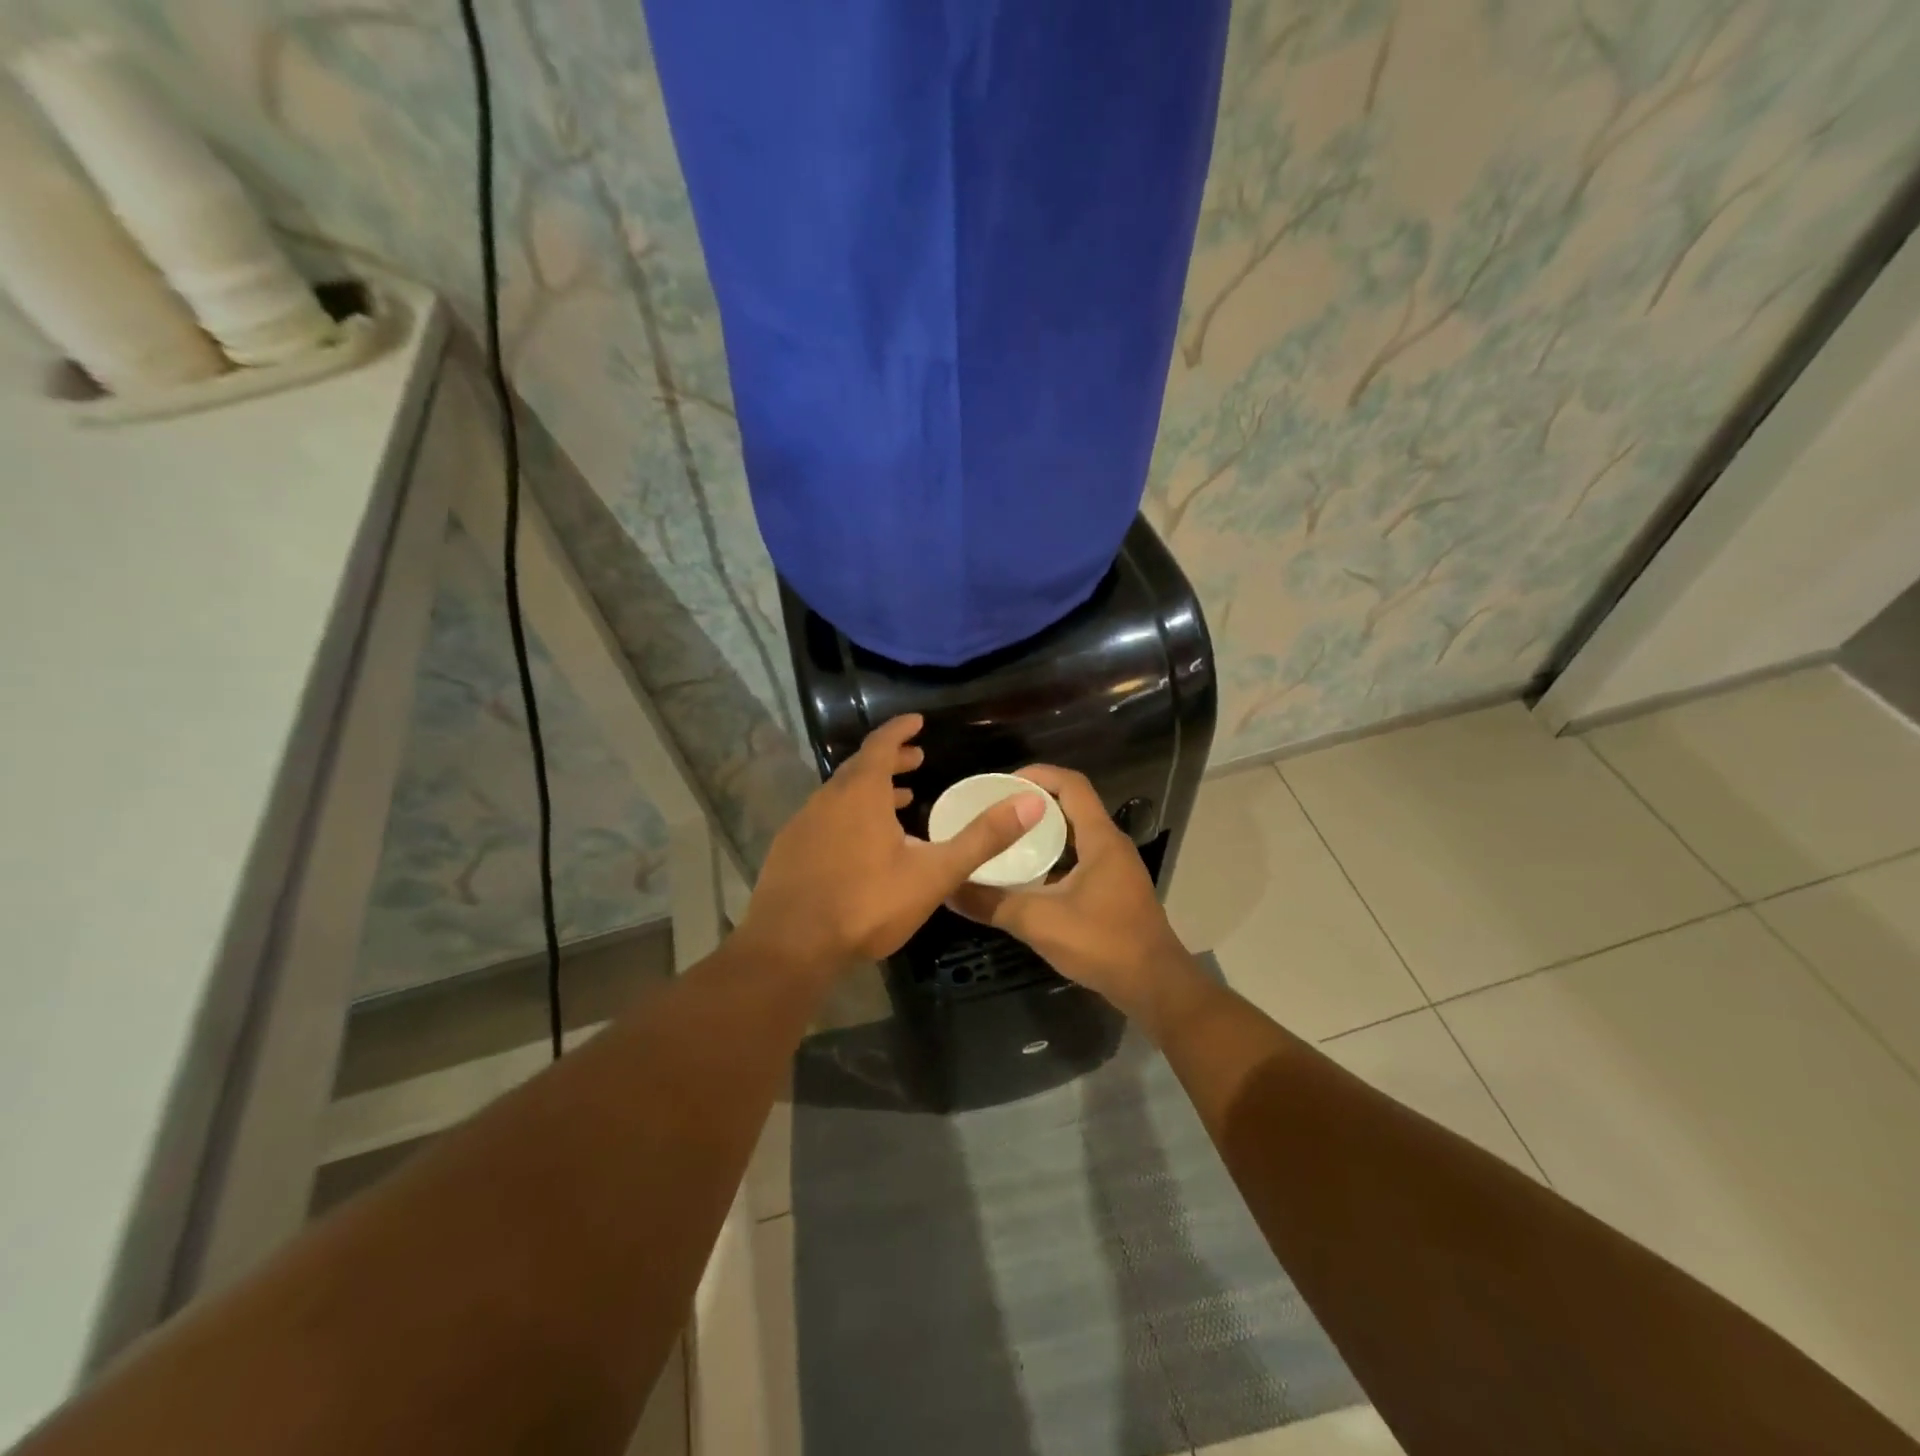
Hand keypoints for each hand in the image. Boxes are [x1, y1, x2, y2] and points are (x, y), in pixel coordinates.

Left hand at [736, 715, 1044, 976]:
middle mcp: (828, 798)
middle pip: (860, 767)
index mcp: (861, 793)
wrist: (790, 947)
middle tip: (915, 761)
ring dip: (869, 790)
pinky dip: (848, 815)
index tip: (916, 721)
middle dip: (889, 760)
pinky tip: (859, 844)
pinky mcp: (788, 850)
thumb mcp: (934, 873)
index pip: (881, 744)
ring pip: (841, 794)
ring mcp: (803, 824)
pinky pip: (825, 818)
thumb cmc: (867, 904)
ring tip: (897, 801)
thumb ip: (982, 838)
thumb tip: (1032, 801)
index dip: (900, 730)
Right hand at [948, 764, 1190, 1014]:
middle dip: (1034, 804)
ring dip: (1044, 833)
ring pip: (1076, 836)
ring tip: (1005, 840)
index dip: (1038, 775)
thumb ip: (992, 904)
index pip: (1071, 785)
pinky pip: (1081, 859)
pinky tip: (1028, 879)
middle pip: (1072, 807)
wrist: (1155, 987)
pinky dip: (1054, 859)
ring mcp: (1116, 869)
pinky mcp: (1115, 891)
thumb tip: (949, 889)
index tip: (1003, 783)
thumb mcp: (1039, 922)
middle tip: (996, 812)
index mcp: (1100, 838)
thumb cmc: (1102, 943)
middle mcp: (1111, 845)